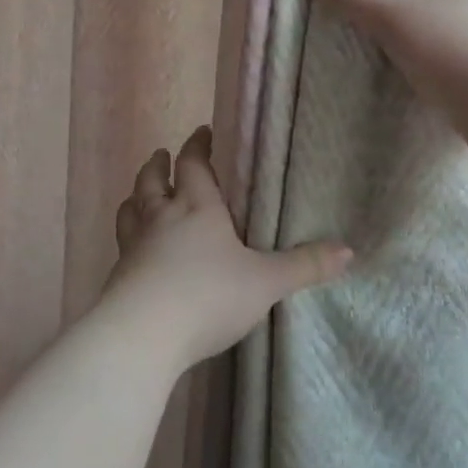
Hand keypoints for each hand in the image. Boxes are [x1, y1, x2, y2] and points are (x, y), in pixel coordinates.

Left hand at [104, 127, 352, 365]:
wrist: (142, 335)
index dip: (198, 146)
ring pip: (130, 210)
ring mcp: (134, 246)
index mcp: (197, 207)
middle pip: (151, 181)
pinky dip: (129, 236)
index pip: (193, 164)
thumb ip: (304, 266)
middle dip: (158, 166)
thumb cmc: (208, 295)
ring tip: (140, 196)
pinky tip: (135, 250)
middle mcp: (161, 218)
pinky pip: (123, 245)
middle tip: (162, 156)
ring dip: (136, 197)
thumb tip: (348, 251)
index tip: (203, 132)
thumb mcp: (265, 282)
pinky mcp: (118, 276)